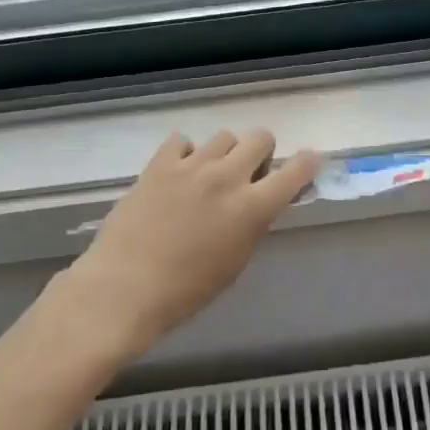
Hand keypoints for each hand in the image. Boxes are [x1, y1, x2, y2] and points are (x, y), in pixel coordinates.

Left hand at [50, 129, 319, 362]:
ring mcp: (192, 166)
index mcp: (252, 208)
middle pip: (260, 137)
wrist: (123, 289)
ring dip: (224, 154)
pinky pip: (182, 141)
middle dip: (260, 153)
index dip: (306, 163)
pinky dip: (185, 154)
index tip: (306, 163)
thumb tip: (259, 204)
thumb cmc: (185, 292)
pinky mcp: (160, 163)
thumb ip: (252, 225)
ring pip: (224, 136)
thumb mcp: (234, 263)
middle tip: (247, 174)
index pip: (296, 171)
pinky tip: (176, 175)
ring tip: (207, 177)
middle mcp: (227, 178)